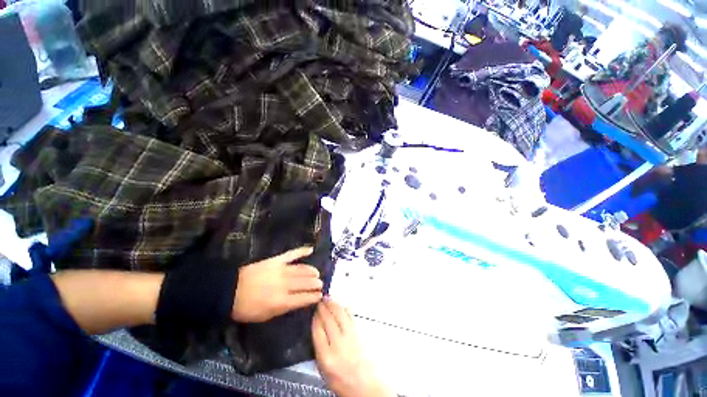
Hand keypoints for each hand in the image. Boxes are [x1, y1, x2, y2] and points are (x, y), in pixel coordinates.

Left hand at [232, 247, 322, 322]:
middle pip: (306, 283)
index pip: (304, 298)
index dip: (314, 297)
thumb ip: (283, 309)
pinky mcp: (276, 260)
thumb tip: (298, 302)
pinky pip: (292, 254)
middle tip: (320, 284)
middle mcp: (285, 285)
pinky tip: (311, 249)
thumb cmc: (246, 308)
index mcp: (282, 301)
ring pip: (302, 269)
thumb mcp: (265, 316)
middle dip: (315, 283)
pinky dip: (302, 251)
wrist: (229, 290)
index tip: (320, 295)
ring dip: (311, 271)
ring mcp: (281, 270)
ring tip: (316, 273)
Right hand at [312, 299, 393, 396]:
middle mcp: (339, 345)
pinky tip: (342, 305)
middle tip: (320, 300)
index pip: (318, 331)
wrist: (365, 386)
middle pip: (329, 320)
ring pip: (340, 315)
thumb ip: (319, 349)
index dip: (315, 318)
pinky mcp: (360, 334)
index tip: (313, 311)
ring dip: (333, 305)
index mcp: (326, 357)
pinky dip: (346, 309)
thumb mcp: (324, 370)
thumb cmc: (341, 381)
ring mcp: (351, 337)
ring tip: (328, 299)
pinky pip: (351, 317)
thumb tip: (318, 328)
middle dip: (323, 308)